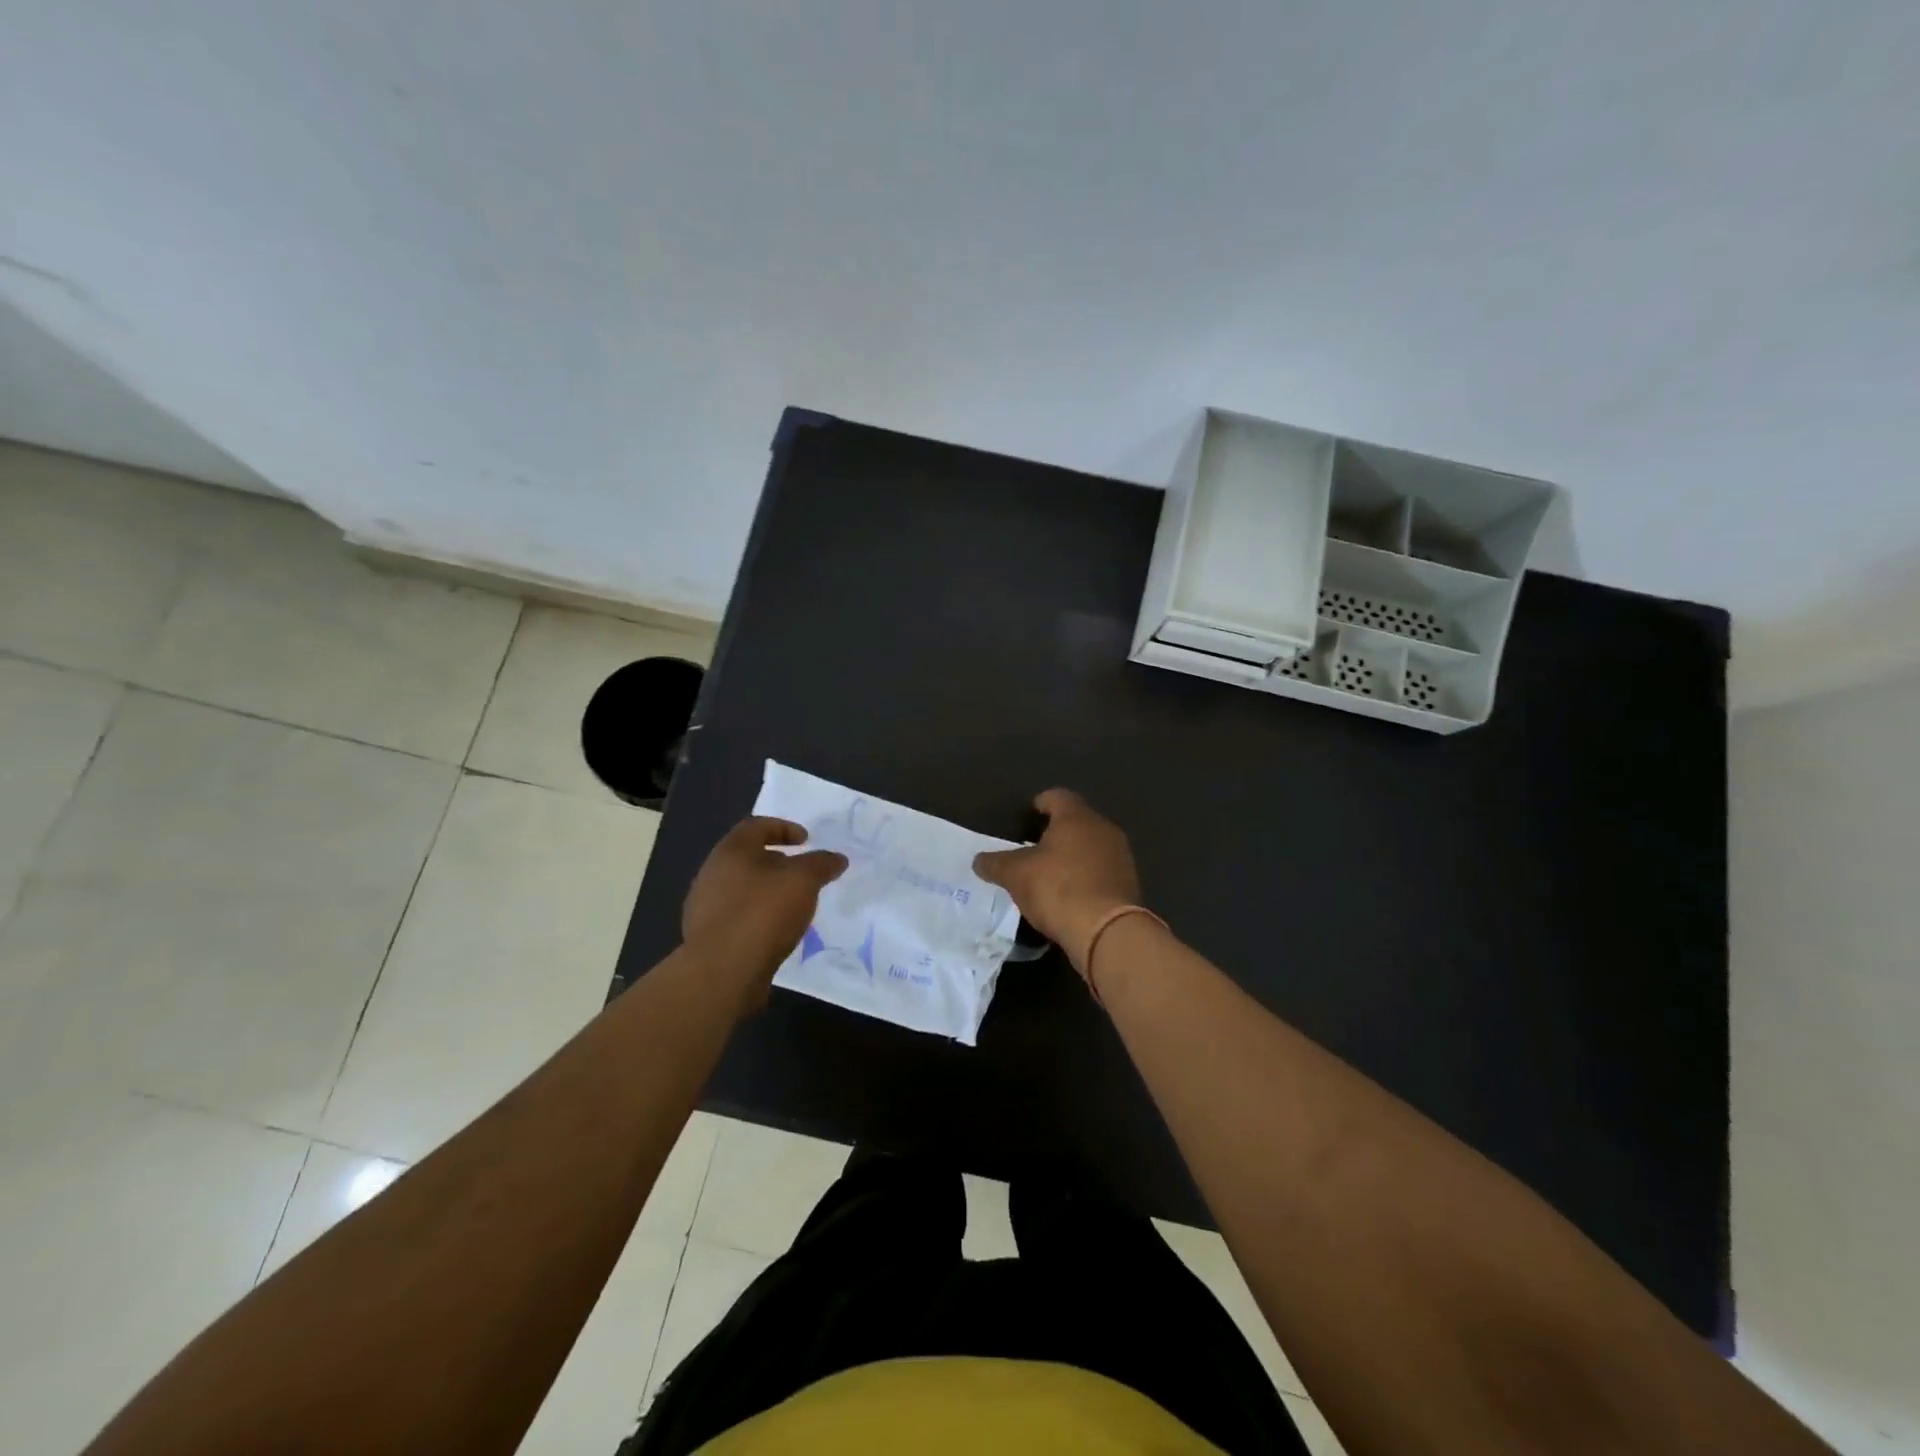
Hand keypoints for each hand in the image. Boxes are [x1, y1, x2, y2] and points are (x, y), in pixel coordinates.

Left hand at [683, 817, 847, 1006]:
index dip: (784, 827)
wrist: (721, 972)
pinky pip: (737, 916)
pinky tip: (775, 932)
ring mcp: (705, 907)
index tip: (806, 841)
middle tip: (801, 873)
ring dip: (767, 891)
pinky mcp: (706, 937)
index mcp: (731, 851)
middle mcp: (711, 873)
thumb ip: (821, 864)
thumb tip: (837, 858)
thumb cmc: (762, 913)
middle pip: (747, 857)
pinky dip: (758, 916)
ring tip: (792, 905)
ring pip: (741, 888)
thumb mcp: (803, 881)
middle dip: (777, 862)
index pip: (756, 825)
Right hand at [973, 789, 1141, 979]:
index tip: (1028, 817)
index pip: (1057, 796)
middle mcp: (1103, 828)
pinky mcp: (1128, 883)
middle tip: (1034, 848)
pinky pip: (1102, 871)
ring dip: (1074, 856)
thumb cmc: (1057, 888)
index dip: (1040, 804)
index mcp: (1076, 817)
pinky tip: (1071, 895)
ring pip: (1092, 846)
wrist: (1106, 931)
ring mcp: (1120, 856)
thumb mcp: (1015, 875)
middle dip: (1057, 832)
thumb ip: (995, 864)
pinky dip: (1086, 877)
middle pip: (1077, 821)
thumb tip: (979, 860)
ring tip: (1052, 874)